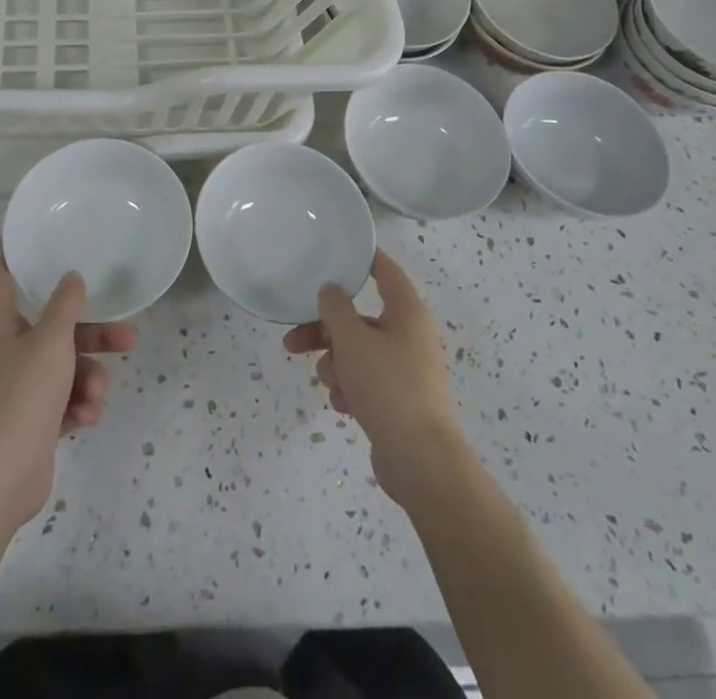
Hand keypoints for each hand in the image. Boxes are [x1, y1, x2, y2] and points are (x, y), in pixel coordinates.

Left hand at [0, 247, 135, 528]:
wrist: (1, 477)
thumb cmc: (22, 395)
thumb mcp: (51, 341)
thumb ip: (65, 305)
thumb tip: (72, 277)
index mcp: (1, 325)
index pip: (1, 276)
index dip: (11, 252)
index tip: (26, 231)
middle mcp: (8, 351)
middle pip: (54, 328)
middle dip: (92, 333)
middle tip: (127, 335)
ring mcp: (20, 389)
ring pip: (66, 366)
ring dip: (89, 377)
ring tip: (96, 394)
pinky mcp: (34, 421)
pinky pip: (65, 400)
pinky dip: (79, 405)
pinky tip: (86, 417)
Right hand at [284, 250, 466, 507]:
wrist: (421, 462)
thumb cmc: (388, 387)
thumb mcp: (352, 340)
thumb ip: (335, 308)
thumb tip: (331, 290)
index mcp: (407, 312)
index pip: (385, 270)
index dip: (361, 259)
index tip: (333, 253)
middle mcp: (410, 335)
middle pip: (360, 319)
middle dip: (325, 330)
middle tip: (293, 340)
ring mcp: (406, 370)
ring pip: (358, 352)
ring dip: (335, 363)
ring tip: (327, 382)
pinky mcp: (400, 400)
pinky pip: (366, 381)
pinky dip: (350, 388)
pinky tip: (342, 405)